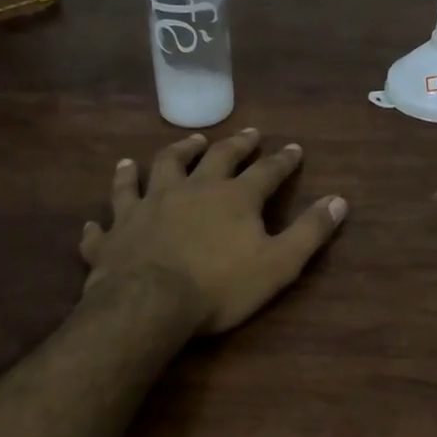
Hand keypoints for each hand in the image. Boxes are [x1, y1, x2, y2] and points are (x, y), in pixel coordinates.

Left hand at [79, 128, 348, 333]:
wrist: (149, 303)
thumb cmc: (220, 286)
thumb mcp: (279, 264)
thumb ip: (309, 231)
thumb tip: (339, 200)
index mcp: (233, 198)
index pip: (266, 171)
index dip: (283, 160)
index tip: (294, 147)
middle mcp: (190, 190)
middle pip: (215, 157)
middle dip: (234, 144)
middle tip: (247, 132)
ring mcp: (148, 205)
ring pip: (158, 169)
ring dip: (172, 154)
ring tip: (181, 144)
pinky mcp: (117, 230)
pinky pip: (111, 213)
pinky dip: (110, 209)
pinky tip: (96, 215)